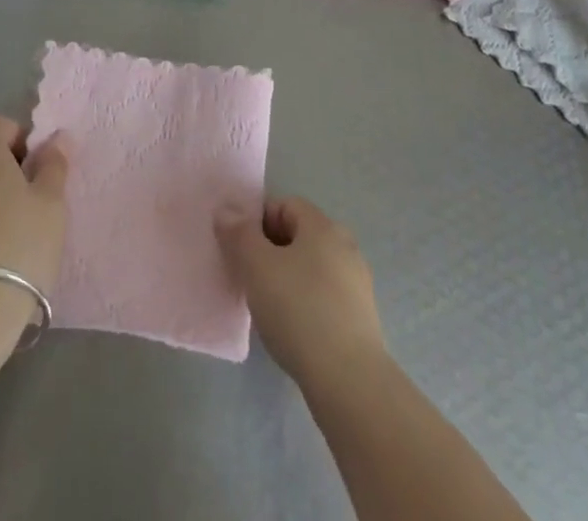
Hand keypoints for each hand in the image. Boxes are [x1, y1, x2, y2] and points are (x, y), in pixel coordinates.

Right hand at [216, 196, 388, 389]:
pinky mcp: (361, 318)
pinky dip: (305, 303)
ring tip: (267, 307)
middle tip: (248, 277)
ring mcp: (356, 283)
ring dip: (287, 278)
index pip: (285, 205)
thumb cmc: (298, 311)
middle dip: (270, 251)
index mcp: (323, 226)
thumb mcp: (256, 266)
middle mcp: (345, 246)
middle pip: (299, 236)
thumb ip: (238, 234)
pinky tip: (292, 329)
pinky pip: (324, 296)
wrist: (349, 381)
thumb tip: (227, 210)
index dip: (258, 221)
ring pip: (311, 268)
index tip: (239, 249)